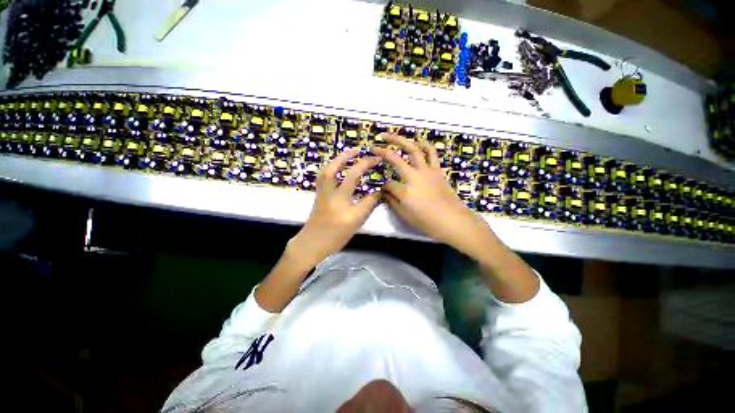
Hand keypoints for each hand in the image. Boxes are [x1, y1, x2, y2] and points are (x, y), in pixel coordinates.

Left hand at [287, 148, 381, 269]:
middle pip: (334, 167)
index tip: (377, 160)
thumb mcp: (356, 221)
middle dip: (346, 156)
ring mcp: (321, 193)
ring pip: (325, 171)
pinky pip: (323, 177)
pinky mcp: (318, 196)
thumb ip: (368, 204)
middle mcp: (328, 191)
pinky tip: (336, 170)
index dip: (367, 165)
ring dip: (336, 160)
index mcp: (340, 197)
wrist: (312, 244)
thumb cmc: (336, 235)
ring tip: (347, 156)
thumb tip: (379, 191)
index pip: (354, 175)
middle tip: (357, 149)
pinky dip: (330, 169)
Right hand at [373, 134, 486, 252]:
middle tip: (376, 143)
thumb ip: (392, 201)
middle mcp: (414, 176)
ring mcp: (427, 171)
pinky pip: (431, 153)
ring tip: (393, 136)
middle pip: (396, 157)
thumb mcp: (405, 215)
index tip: (384, 191)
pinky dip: (424, 146)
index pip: (388, 184)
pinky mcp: (437, 170)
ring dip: (402, 140)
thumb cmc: (428, 222)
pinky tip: (419, 143)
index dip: (384, 187)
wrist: (453, 221)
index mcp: (405, 191)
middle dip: (384, 149)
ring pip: (414, 149)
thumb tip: (384, 191)